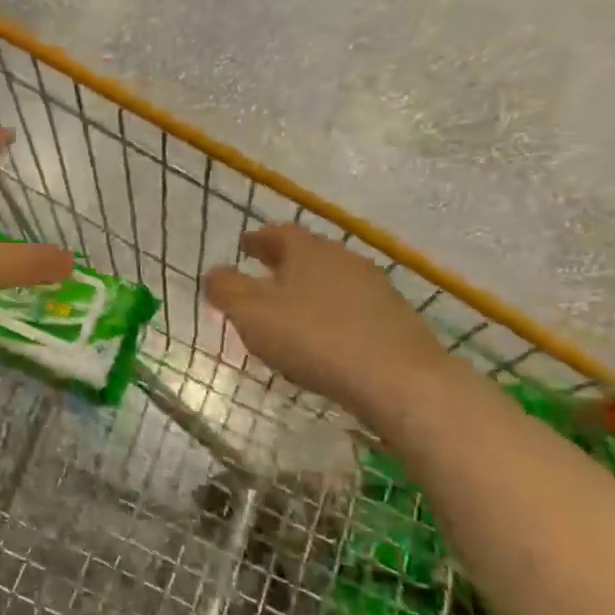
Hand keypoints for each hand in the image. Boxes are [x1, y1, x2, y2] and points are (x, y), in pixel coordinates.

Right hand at [203, 224, 450, 415]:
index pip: (278, 233)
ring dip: (311, 289)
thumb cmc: (314, 338)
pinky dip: (334, 314)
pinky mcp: (397, 319)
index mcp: (307, 250)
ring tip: (293, 309)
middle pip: (308, 254)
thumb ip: (226, 290)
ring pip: (333, 280)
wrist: (401, 380)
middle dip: (284, 263)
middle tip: (264, 275)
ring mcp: (376, 287)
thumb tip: (214, 273)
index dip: (258, 239)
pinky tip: (328, 336)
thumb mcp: (252, 315)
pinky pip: (354, 307)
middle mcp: (343, 258)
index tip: (245, 246)